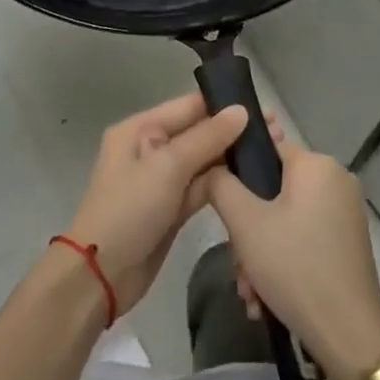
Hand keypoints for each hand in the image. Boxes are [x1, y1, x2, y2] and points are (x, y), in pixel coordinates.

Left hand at [63, 94, 252, 313]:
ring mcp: (162, 180)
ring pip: (203, 161)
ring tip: (274, 150)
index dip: (224, 104)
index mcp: (140, 129)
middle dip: (234, 131)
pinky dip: (224, 183)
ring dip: (233, 157)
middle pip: (198, 132)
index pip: (188, 107)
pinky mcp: (172, 208)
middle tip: (277, 131)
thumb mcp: (167, 167)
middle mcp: (150, 149)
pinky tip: (255, 178)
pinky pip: (202, 187)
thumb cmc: (129, 210)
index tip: (263, 107)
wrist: (102, 274)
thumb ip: (206, 138)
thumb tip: (241, 111)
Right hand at [206, 135, 379, 379]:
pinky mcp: (348, 242)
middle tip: (237, 266)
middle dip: (248, 231)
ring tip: (250, 292)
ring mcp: (346, 213)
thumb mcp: (244, 223)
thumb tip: (213, 167)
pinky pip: (303, 238)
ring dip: (260, 253)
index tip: (223, 210)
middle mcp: (337, 180)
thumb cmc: (294, 267)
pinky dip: (283, 261)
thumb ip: (221, 184)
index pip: (265, 150)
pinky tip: (267, 297)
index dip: (237, 175)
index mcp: (317, 165)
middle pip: (273, 192)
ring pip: (285, 219)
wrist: (349, 336)